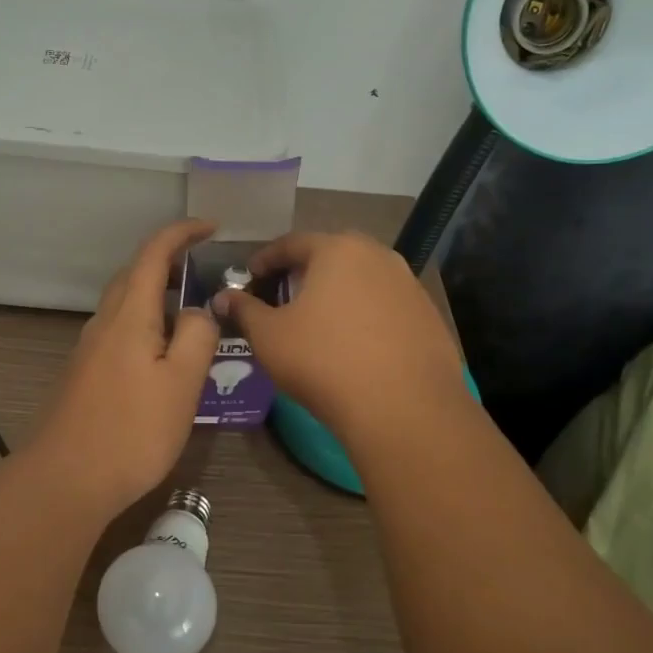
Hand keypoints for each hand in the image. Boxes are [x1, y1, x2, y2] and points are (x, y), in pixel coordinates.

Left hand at [24, 219, 220, 513]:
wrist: (64, 480)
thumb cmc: (131, 430)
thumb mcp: (181, 383)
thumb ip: (197, 337)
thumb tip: (199, 311)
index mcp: (129, 315)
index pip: (154, 254)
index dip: (181, 233)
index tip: (211, 227)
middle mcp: (104, 323)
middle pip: (135, 276)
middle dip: (169, 263)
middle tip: (206, 272)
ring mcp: (90, 349)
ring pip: (127, 307)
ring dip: (158, 299)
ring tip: (194, 318)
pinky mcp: (85, 375)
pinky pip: (120, 333)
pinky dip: (147, 328)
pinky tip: (165, 359)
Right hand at [211, 232, 462, 444]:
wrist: (403, 409)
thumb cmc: (324, 361)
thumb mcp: (269, 336)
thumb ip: (244, 310)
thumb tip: (223, 298)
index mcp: (338, 249)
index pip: (292, 243)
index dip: (265, 259)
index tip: (250, 277)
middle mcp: (379, 256)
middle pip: (332, 256)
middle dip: (305, 272)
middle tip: (284, 295)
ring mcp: (410, 286)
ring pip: (363, 280)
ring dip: (339, 294)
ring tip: (320, 321)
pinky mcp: (429, 317)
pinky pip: (387, 307)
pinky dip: (366, 316)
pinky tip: (356, 345)